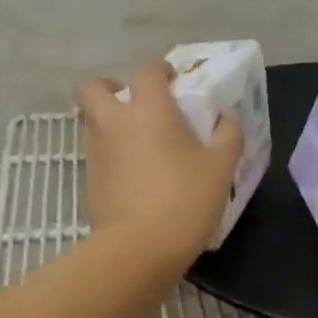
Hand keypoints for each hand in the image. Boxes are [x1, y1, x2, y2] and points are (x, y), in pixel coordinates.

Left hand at [78, 61, 242, 269]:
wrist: (139, 248)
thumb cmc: (185, 199)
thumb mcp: (221, 167)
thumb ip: (228, 136)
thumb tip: (227, 118)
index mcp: (149, 109)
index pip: (147, 70)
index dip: (160, 70)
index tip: (173, 80)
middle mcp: (115, 122)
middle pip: (93, 89)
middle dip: (109, 88)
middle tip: (134, 103)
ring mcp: (96, 152)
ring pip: (91, 122)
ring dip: (109, 122)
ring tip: (138, 142)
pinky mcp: (89, 181)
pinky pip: (97, 155)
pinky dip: (111, 155)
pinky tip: (134, 176)